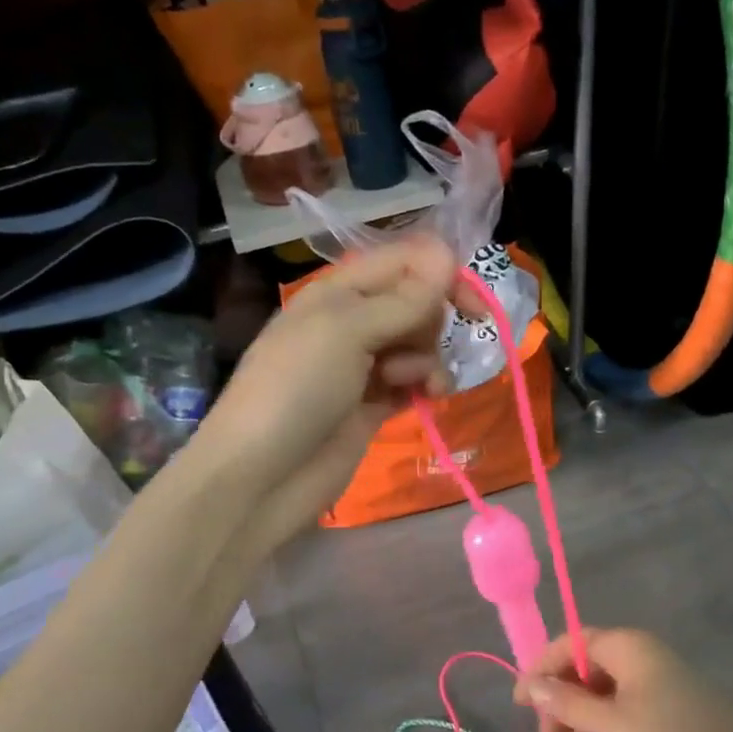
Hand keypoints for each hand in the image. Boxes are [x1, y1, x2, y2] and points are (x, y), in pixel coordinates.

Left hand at [190, 236, 457, 551]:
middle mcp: (354, 321)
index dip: (442, 274)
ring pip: (421, 343)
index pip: (404, 261)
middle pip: (417, 302)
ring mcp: (365, 365)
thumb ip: (402, 299)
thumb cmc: (296, 390)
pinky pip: (416, 380)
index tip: (471, 305)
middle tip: (412, 348)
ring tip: (413, 384)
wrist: (261, 477)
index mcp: (339, 291)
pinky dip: (427, 385)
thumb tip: (448, 254)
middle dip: (429, 322)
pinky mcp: (376, 404)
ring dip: (428, 359)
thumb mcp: (346, 331)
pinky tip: (429, 398)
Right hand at [513, 627, 732, 731]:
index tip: (519, 705)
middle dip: (561, 700)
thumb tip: (529, 684)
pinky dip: (607, 724)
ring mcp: (656, 676)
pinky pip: (624, 703)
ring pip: (603, 688)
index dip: (539, 669)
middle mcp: (638, 652)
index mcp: (625, 644)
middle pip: (584, 666)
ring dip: (582, 716)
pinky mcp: (669, 702)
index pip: (568, 643)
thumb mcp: (613, 726)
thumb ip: (567, 704)